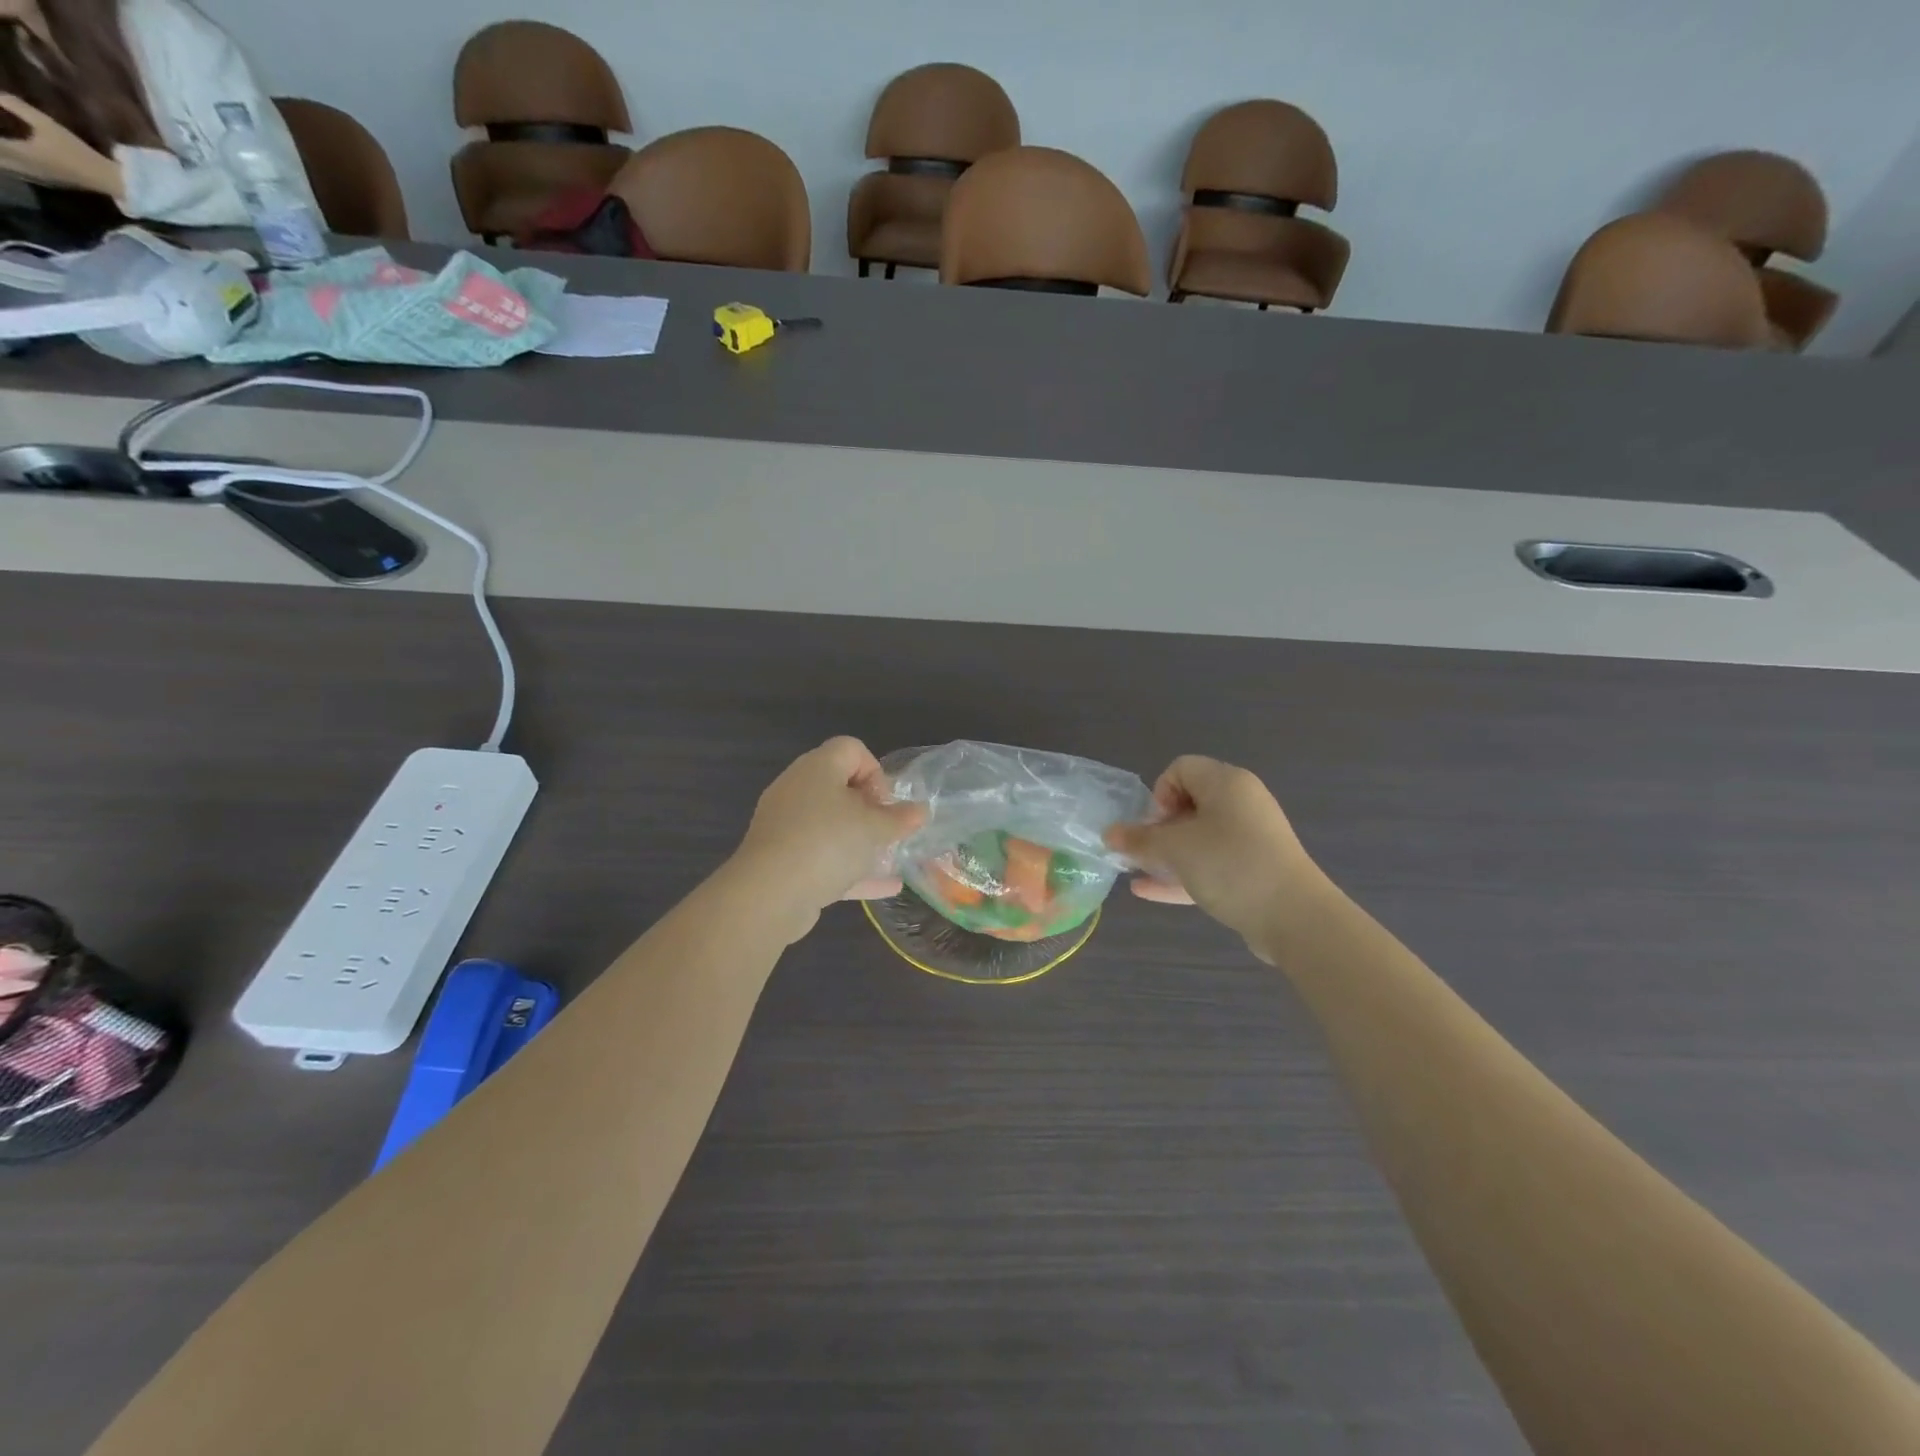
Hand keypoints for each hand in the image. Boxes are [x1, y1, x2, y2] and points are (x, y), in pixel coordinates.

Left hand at [0, 96, 122, 195]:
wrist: (108, 180)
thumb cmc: (77, 152)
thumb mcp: (47, 124)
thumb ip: (16, 106)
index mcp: (18, 152)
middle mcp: (21, 166)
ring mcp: (33, 176)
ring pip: (4, 166)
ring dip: (0, 157)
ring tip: (3, 148)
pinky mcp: (45, 181)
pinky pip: (17, 172)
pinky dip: (8, 164)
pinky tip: (10, 159)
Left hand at [731, 737, 926, 926]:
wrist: (769, 894)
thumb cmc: (827, 843)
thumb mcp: (873, 828)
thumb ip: (899, 819)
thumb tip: (920, 811)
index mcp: (817, 768)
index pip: (851, 749)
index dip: (876, 771)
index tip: (886, 803)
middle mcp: (798, 789)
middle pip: (840, 787)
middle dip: (871, 810)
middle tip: (888, 830)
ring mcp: (786, 826)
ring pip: (830, 825)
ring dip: (861, 840)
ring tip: (890, 858)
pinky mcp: (783, 860)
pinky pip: (822, 857)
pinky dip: (851, 868)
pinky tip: (886, 887)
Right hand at [1104, 756, 1325, 957]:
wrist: (1295, 917)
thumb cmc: (1230, 865)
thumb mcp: (1176, 850)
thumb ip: (1139, 841)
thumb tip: (1109, 835)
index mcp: (1227, 783)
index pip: (1181, 769)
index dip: (1159, 793)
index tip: (1154, 826)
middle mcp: (1241, 804)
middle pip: (1188, 804)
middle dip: (1157, 828)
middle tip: (1143, 852)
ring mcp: (1250, 839)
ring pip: (1198, 838)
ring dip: (1166, 853)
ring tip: (1137, 871)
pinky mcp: (1253, 871)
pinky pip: (1211, 864)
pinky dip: (1183, 873)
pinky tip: (1147, 891)